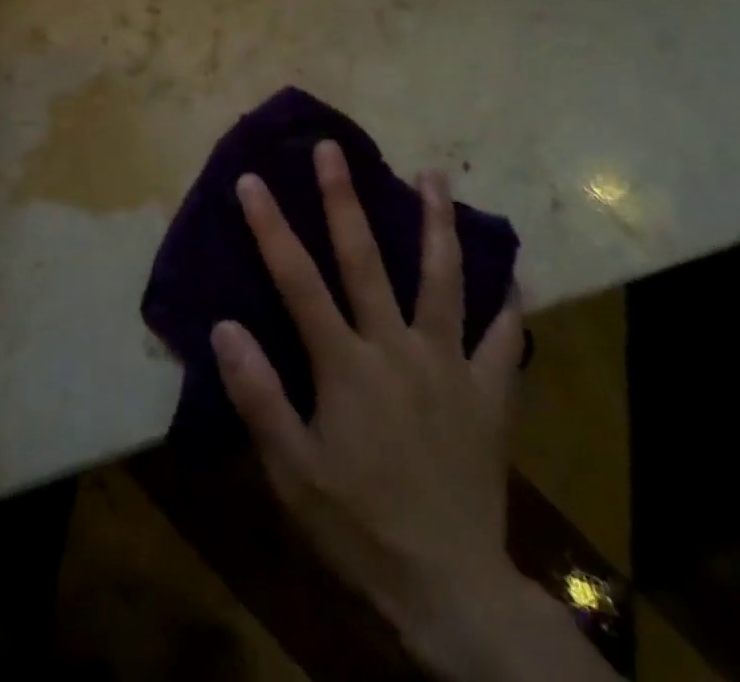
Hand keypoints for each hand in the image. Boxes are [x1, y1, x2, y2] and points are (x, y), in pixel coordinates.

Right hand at [212, 146, 560, 680]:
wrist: (452, 591)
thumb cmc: (358, 526)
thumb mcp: (291, 472)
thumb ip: (258, 395)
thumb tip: (225, 326)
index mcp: (346, 365)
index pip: (298, 280)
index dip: (271, 227)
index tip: (253, 180)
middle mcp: (397, 348)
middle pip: (367, 259)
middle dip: (344, 198)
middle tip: (334, 148)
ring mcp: (449, 366)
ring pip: (444, 280)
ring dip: (437, 223)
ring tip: (434, 175)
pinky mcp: (488, 395)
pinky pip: (503, 342)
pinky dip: (509, 307)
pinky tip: (514, 277)